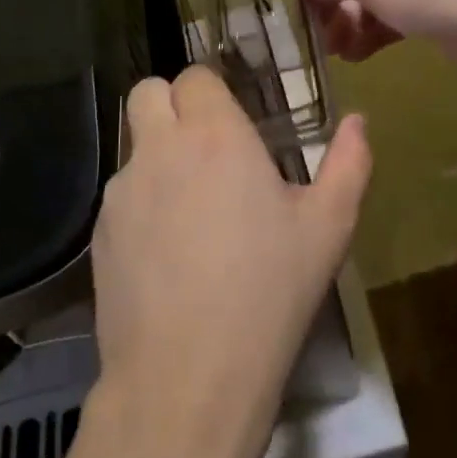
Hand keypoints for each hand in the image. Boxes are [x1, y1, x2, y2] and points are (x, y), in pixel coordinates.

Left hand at [89, 67, 372, 457]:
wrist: (188, 381)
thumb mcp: (328, 228)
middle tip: (205, 147)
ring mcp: (122, 192)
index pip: (195, 76)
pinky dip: (141, 205)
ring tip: (192, 213)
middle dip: (172, 106)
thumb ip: (349, 162)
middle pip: (148, 93)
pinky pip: (121, 197)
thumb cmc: (268, 293)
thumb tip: (357, 120)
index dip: (213, 91)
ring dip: (158, 157)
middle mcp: (159, 148)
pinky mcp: (99, 235)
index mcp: (214, 134)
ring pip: (133, 147)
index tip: (234, 122)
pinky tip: (167, 256)